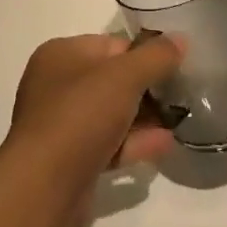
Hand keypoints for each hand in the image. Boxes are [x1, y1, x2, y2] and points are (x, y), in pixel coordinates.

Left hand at [3, 33, 182, 220]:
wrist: (45, 187)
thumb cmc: (80, 115)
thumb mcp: (124, 76)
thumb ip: (155, 57)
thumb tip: (181, 39)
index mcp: (60, 54)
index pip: (110, 45)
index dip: (143, 53)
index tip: (175, 65)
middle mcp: (55, 85)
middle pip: (111, 79)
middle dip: (145, 88)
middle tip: (180, 94)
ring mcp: (61, 125)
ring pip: (110, 114)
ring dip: (143, 118)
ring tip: (179, 120)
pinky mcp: (69, 160)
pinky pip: (107, 143)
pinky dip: (134, 143)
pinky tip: (165, 144)